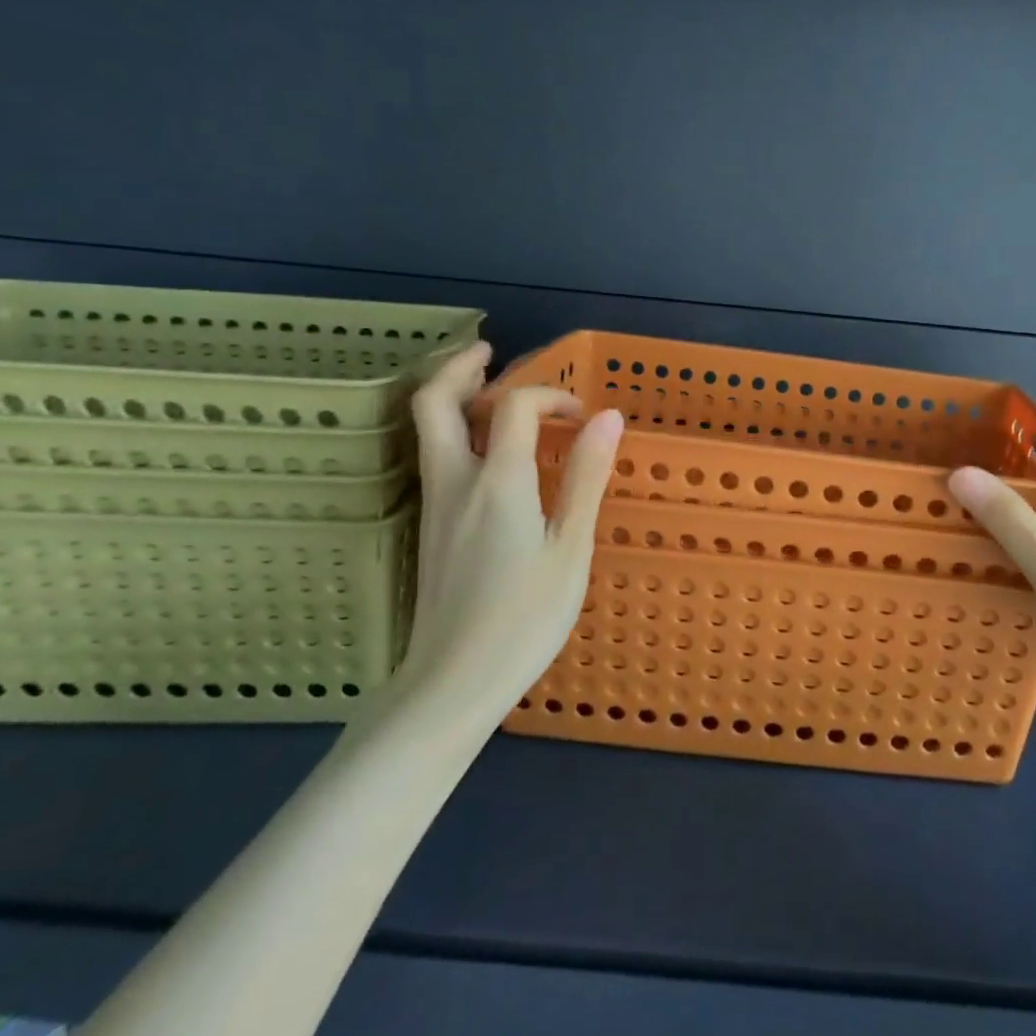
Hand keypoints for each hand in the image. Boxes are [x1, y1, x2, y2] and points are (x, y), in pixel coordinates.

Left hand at [394, 342, 624, 721]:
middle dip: (459, 368)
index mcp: (497, 481)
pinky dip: (455, 431)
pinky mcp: (430, 528)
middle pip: (434, 403)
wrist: (453, 682)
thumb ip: (586, 477)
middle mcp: (456, 481)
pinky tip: (486, 451)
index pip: (512, 407)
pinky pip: (435, 457)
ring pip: (427, 430)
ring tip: (488, 389)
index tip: (582, 416)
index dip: (549, 396)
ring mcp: (435, 505)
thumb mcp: (571, 548)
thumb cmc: (525, 617)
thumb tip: (608, 417)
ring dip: (453, 397)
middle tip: (490, 353)